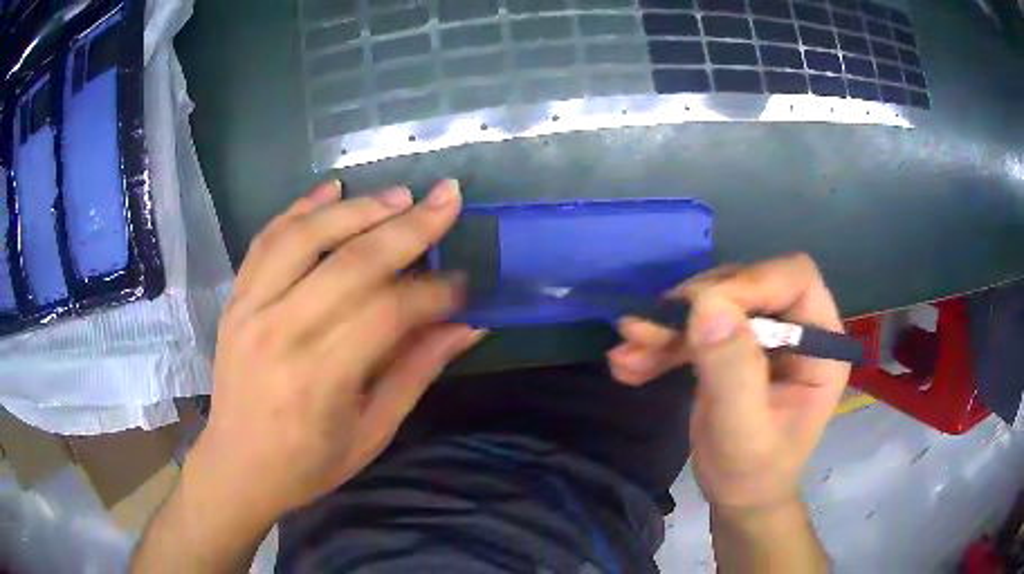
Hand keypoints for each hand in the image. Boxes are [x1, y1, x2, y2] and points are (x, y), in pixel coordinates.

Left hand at [190, 179, 483, 523]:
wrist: (238, 466)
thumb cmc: (308, 463)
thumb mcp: (372, 432)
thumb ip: (416, 372)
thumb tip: (467, 326)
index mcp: (320, 379)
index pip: (389, 313)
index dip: (434, 292)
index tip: (464, 284)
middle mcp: (281, 333)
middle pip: (352, 264)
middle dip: (409, 227)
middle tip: (447, 199)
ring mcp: (250, 310)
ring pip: (306, 238)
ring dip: (357, 209)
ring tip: (399, 195)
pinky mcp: (235, 300)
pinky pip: (266, 240)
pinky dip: (300, 208)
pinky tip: (332, 188)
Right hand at [608, 254, 848, 511]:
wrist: (739, 498)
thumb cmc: (753, 474)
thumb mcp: (743, 434)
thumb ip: (732, 373)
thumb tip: (707, 305)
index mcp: (820, 345)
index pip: (794, 279)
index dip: (749, 282)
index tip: (698, 310)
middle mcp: (797, 329)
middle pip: (749, 284)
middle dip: (696, 306)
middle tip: (647, 332)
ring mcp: (765, 336)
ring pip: (717, 302)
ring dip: (669, 325)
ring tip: (627, 351)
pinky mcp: (736, 345)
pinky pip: (699, 327)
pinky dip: (663, 342)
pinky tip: (629, 363)